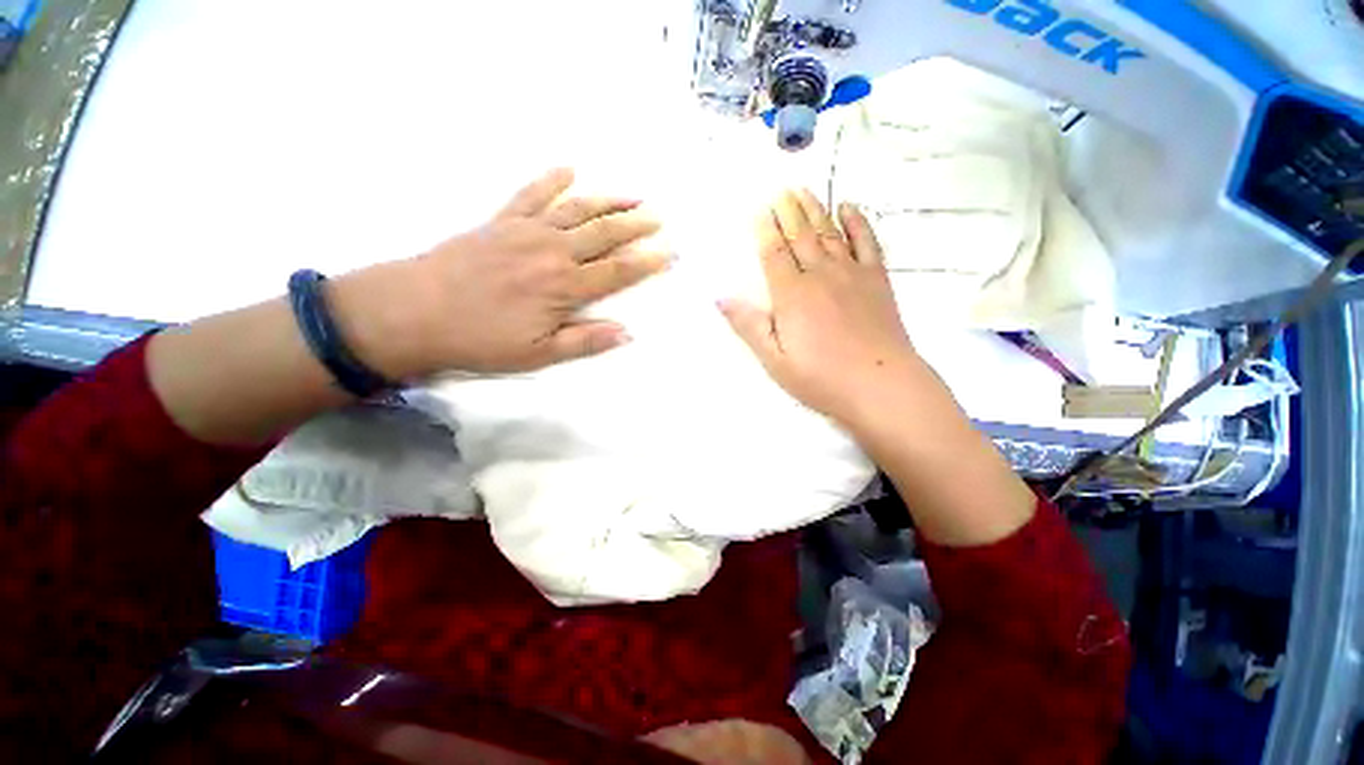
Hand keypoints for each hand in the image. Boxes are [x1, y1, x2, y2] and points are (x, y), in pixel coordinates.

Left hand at [333, 168, 670, 377]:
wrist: (415, 311)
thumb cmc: (481, 339)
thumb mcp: (538, 354)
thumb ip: (585, 341)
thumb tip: (627, 333)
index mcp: (565, 287)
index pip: (618, 271)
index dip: (647, 262)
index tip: (669, 252)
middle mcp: (553, 252)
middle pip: (604, 234)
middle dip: (635, 226)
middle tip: (658, 217)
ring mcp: (527, 231)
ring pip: (577, 209)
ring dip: (608, 201)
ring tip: (632, 194)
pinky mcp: (502, 221)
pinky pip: (531, 194)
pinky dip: (551, 179)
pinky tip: (569, 168)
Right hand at [719, 189, 918, 427]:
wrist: (880, 385)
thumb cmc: (821, 377)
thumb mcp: (774, 359)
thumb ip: (749, 325)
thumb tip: (720, 297)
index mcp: (792, 294)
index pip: (774, 253)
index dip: (765, 230)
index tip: (759, 209)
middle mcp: (820, 275)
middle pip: (801, 236)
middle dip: (788, 211)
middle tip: (781, 189)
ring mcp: (851, 273)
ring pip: (829, 232)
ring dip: (815, 209)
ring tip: (804, 190)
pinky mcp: (876, 279)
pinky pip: (867, 241)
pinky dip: (857, 222)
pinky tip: (849, 207)